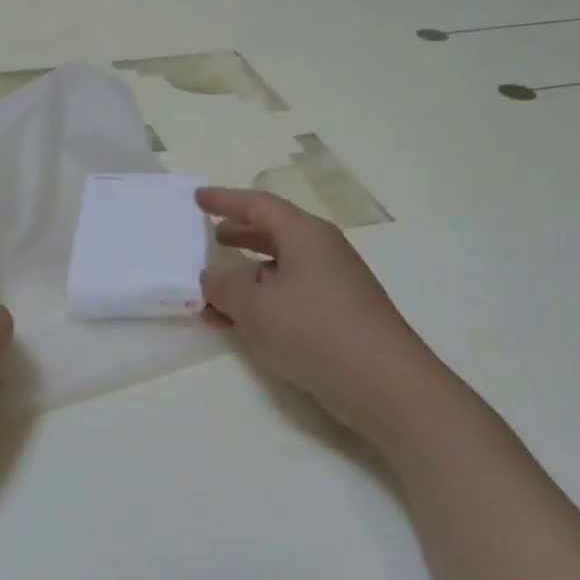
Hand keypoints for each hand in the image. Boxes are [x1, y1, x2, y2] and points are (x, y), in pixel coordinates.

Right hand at [198, 188, 435, 436]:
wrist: (382, 382)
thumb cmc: (314, 329)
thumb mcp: (255, 306)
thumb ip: (225, 287)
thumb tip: (211, 277)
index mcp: (305, 235)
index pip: (258, 205)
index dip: (225, 200)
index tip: (198, 197)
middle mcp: (322, 251)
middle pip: (274, 232)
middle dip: (241, 234)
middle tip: (211, 236)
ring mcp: (333, 284)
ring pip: (280, 267)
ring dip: (246, 273)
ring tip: (216, 286)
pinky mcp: (337, 314)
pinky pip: (289, 294)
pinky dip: (261, 300)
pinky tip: (239, 321)